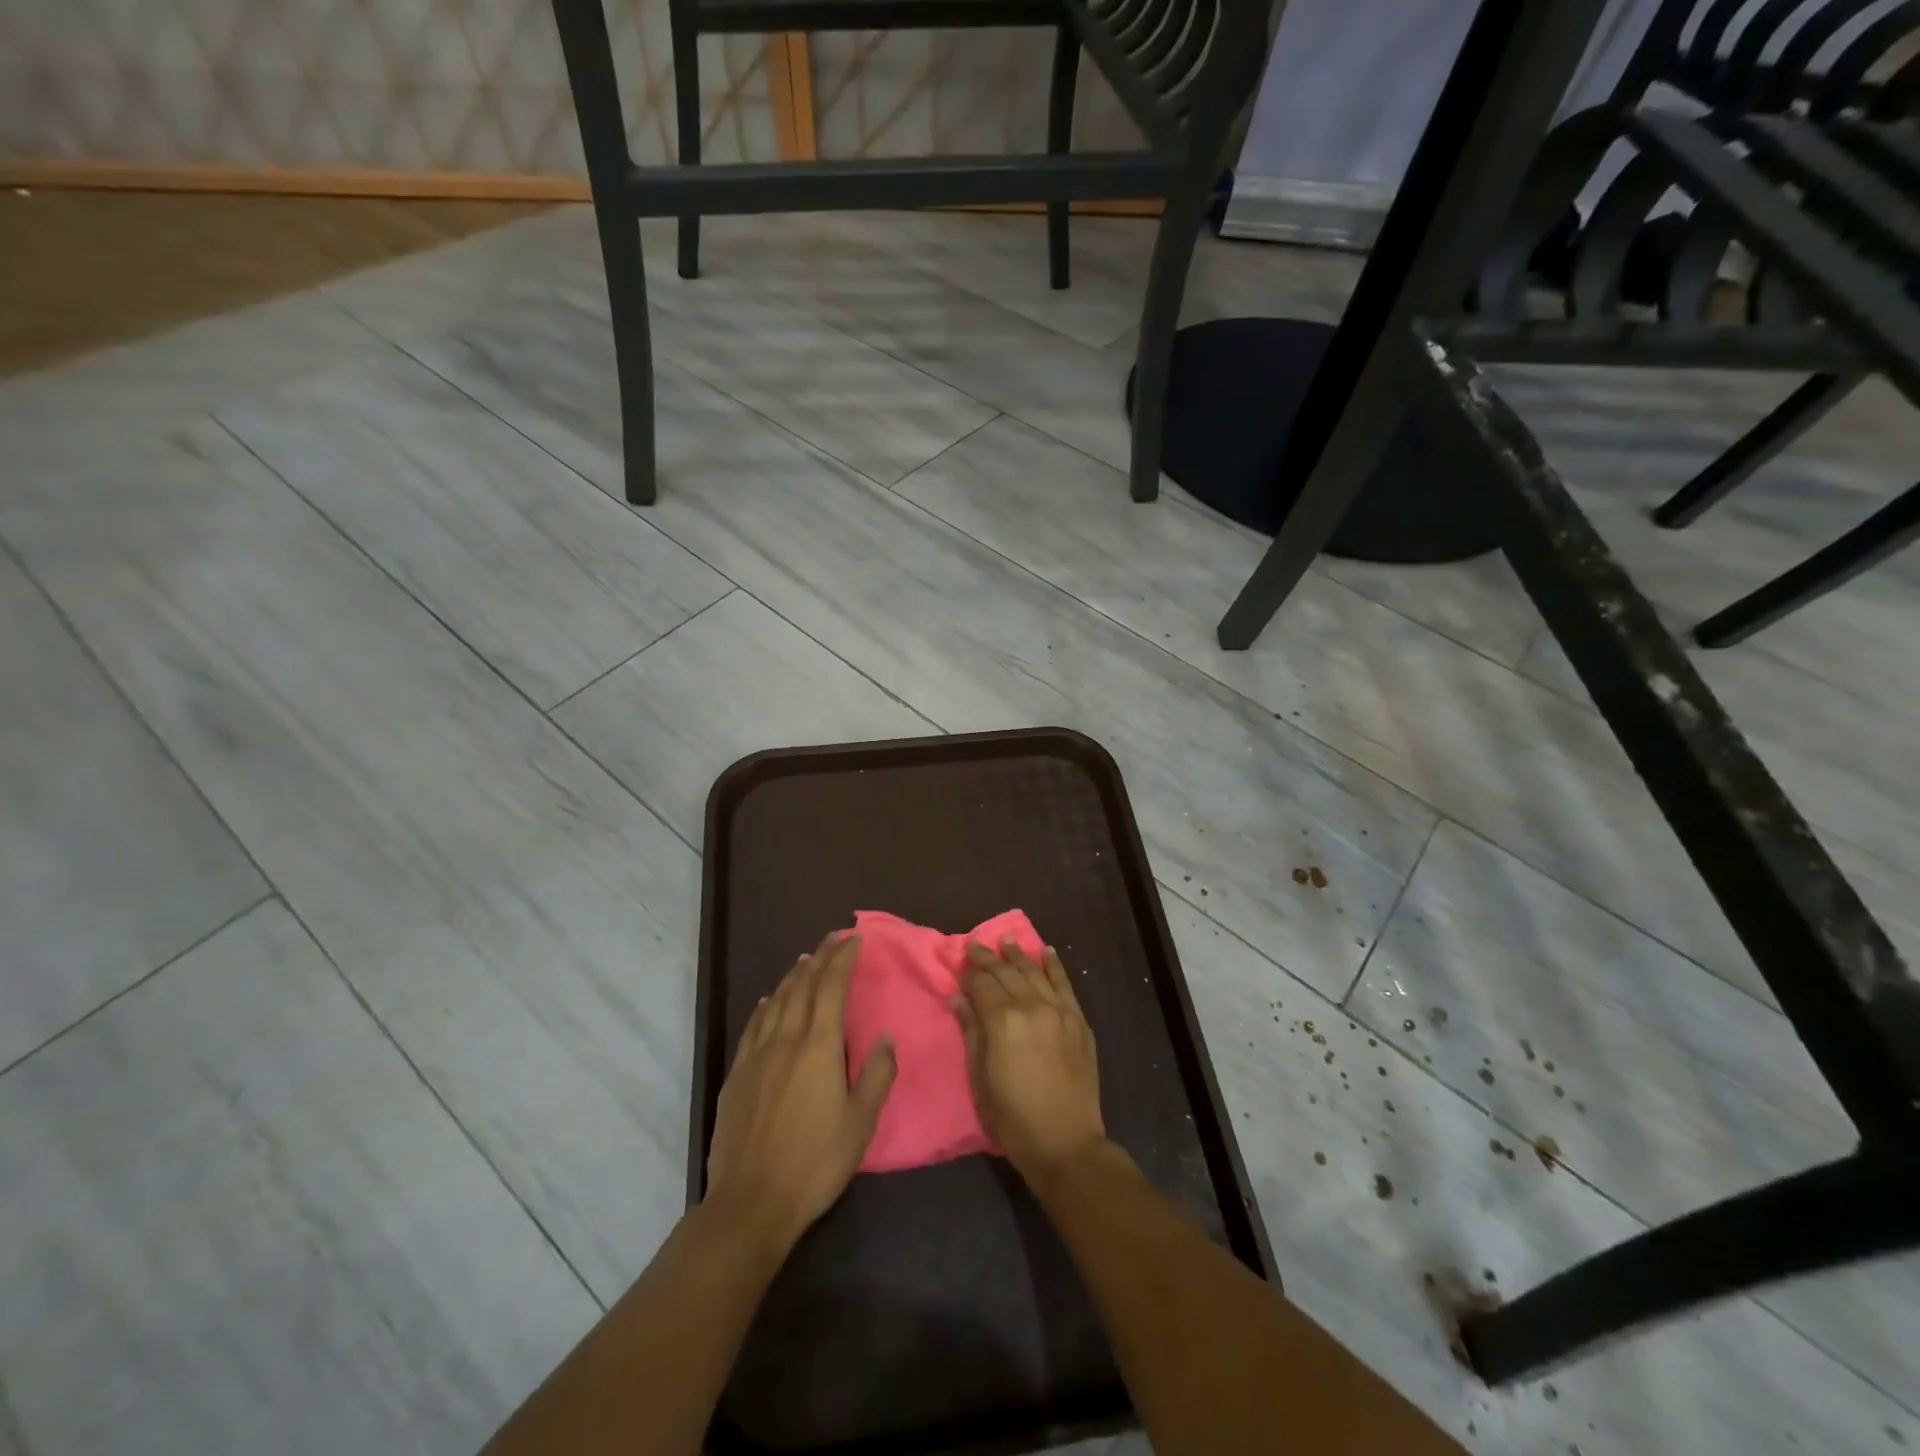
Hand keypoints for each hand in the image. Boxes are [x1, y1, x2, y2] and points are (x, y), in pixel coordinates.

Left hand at [705, 933, 895, 1256]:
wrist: (751, 1202)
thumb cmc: (814, 1163)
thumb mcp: (860, 1124)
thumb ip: (876, 1076)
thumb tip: (887, 1038)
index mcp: (819, 1047)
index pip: (832, 987)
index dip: (843, 959)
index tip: (854, 939)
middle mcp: (786, 1040)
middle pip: (803, 986)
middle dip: (820, 957)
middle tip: (833, 938)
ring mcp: (757, 1056)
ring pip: (776, 1001)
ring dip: (793, 976)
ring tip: (806, 960)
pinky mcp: (737, 1075)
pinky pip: (753, 1026)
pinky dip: (765, 1006)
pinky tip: (768, 1001)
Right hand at [954, 939, 1106, 1182]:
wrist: (1065, 1142)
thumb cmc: (1012, 1116)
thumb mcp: (980, 1077)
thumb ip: (971, 1032)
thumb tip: (959, 999)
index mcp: (1003, 1021)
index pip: (983, 984)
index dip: (969, 973)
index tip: (960, 963)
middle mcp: (1032, 1006)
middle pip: (1007, 973)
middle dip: (989, 958)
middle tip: (975, 944)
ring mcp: (1059, 1011)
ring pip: (1035, 972)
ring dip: (1019, 955)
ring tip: (1007, 940)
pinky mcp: (1078, 1020)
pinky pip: (1064, 984)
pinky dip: (1054, 966)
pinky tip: (1047, 952)